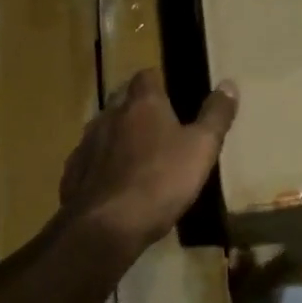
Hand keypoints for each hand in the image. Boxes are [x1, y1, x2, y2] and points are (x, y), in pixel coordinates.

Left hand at [61, 69, 237, 260]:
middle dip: (137, 108)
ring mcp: (87, 145)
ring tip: (136, 155)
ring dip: (118, 136)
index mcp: (142, 105)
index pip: (146, 76)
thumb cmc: (161, 180)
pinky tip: (114, 183)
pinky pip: (89, 160)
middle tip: (158, 125)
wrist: (107, 226)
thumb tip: (229, 84)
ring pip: (103, 130)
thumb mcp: (202, 148)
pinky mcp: (73, 174)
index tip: (172, 92)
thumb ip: (216, 115)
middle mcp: (110, 116)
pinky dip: (101, 165)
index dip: (158, 81)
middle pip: (122, 100)